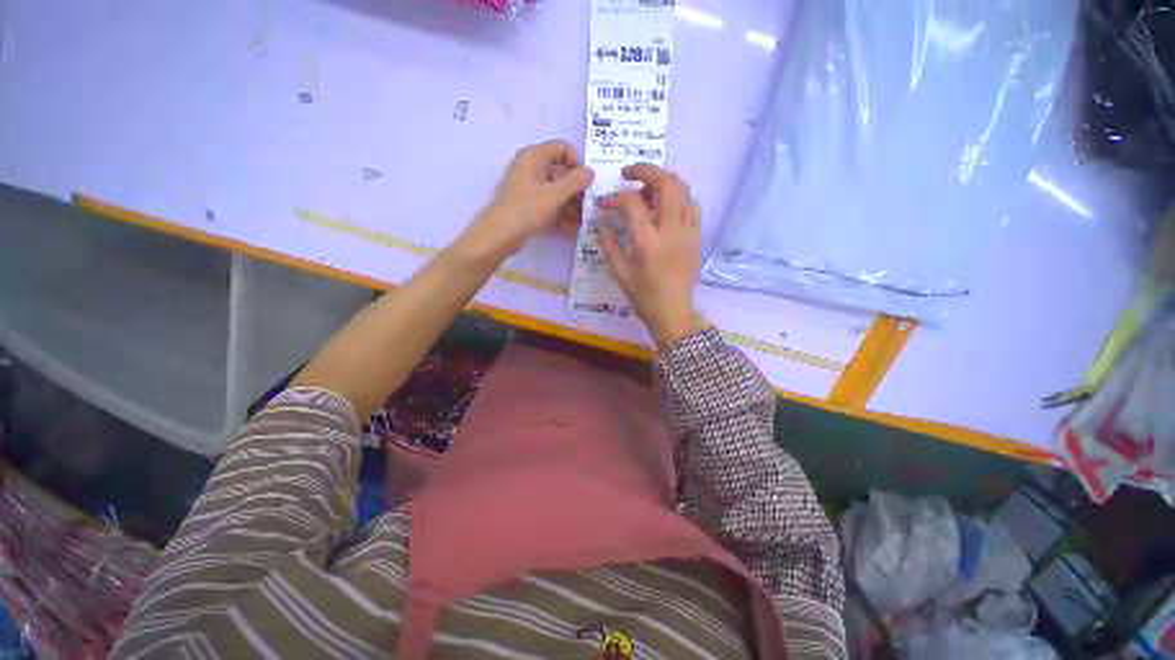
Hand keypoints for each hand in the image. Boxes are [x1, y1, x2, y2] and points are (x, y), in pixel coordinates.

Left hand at [454, 140, 594, 263]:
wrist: (499, 235)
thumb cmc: (527, 210)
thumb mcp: (554, 195)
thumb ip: (575, 181)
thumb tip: (591, 171)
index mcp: (534, 156)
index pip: (562, 148)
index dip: (576, 163)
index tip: (585, 183)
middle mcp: (531, 168)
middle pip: (561, 172)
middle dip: (576, 191)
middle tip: (587, 208)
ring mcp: (529, 188)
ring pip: (556, 191)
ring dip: (570, 206)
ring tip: (580, 223)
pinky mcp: (528, 205)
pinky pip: (549, 204)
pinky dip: (560, 214)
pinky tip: (570, 230)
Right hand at [597, 164, 701, 348]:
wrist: (674, 314)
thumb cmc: (644, 298)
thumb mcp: (620, 274)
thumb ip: (609, 246)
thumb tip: (601, 225)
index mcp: (648, 243)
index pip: (632, 204)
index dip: (615, 197)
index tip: (604, 203)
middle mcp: (671, 231)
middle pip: (667, 184)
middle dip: (646, 171)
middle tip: (629, 175)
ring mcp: (688, 232)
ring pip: (683, 190)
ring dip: (663, 182)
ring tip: (647, 191)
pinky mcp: (697, 237)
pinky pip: (692, 206)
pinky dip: (678, 197)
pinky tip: (665, 207)